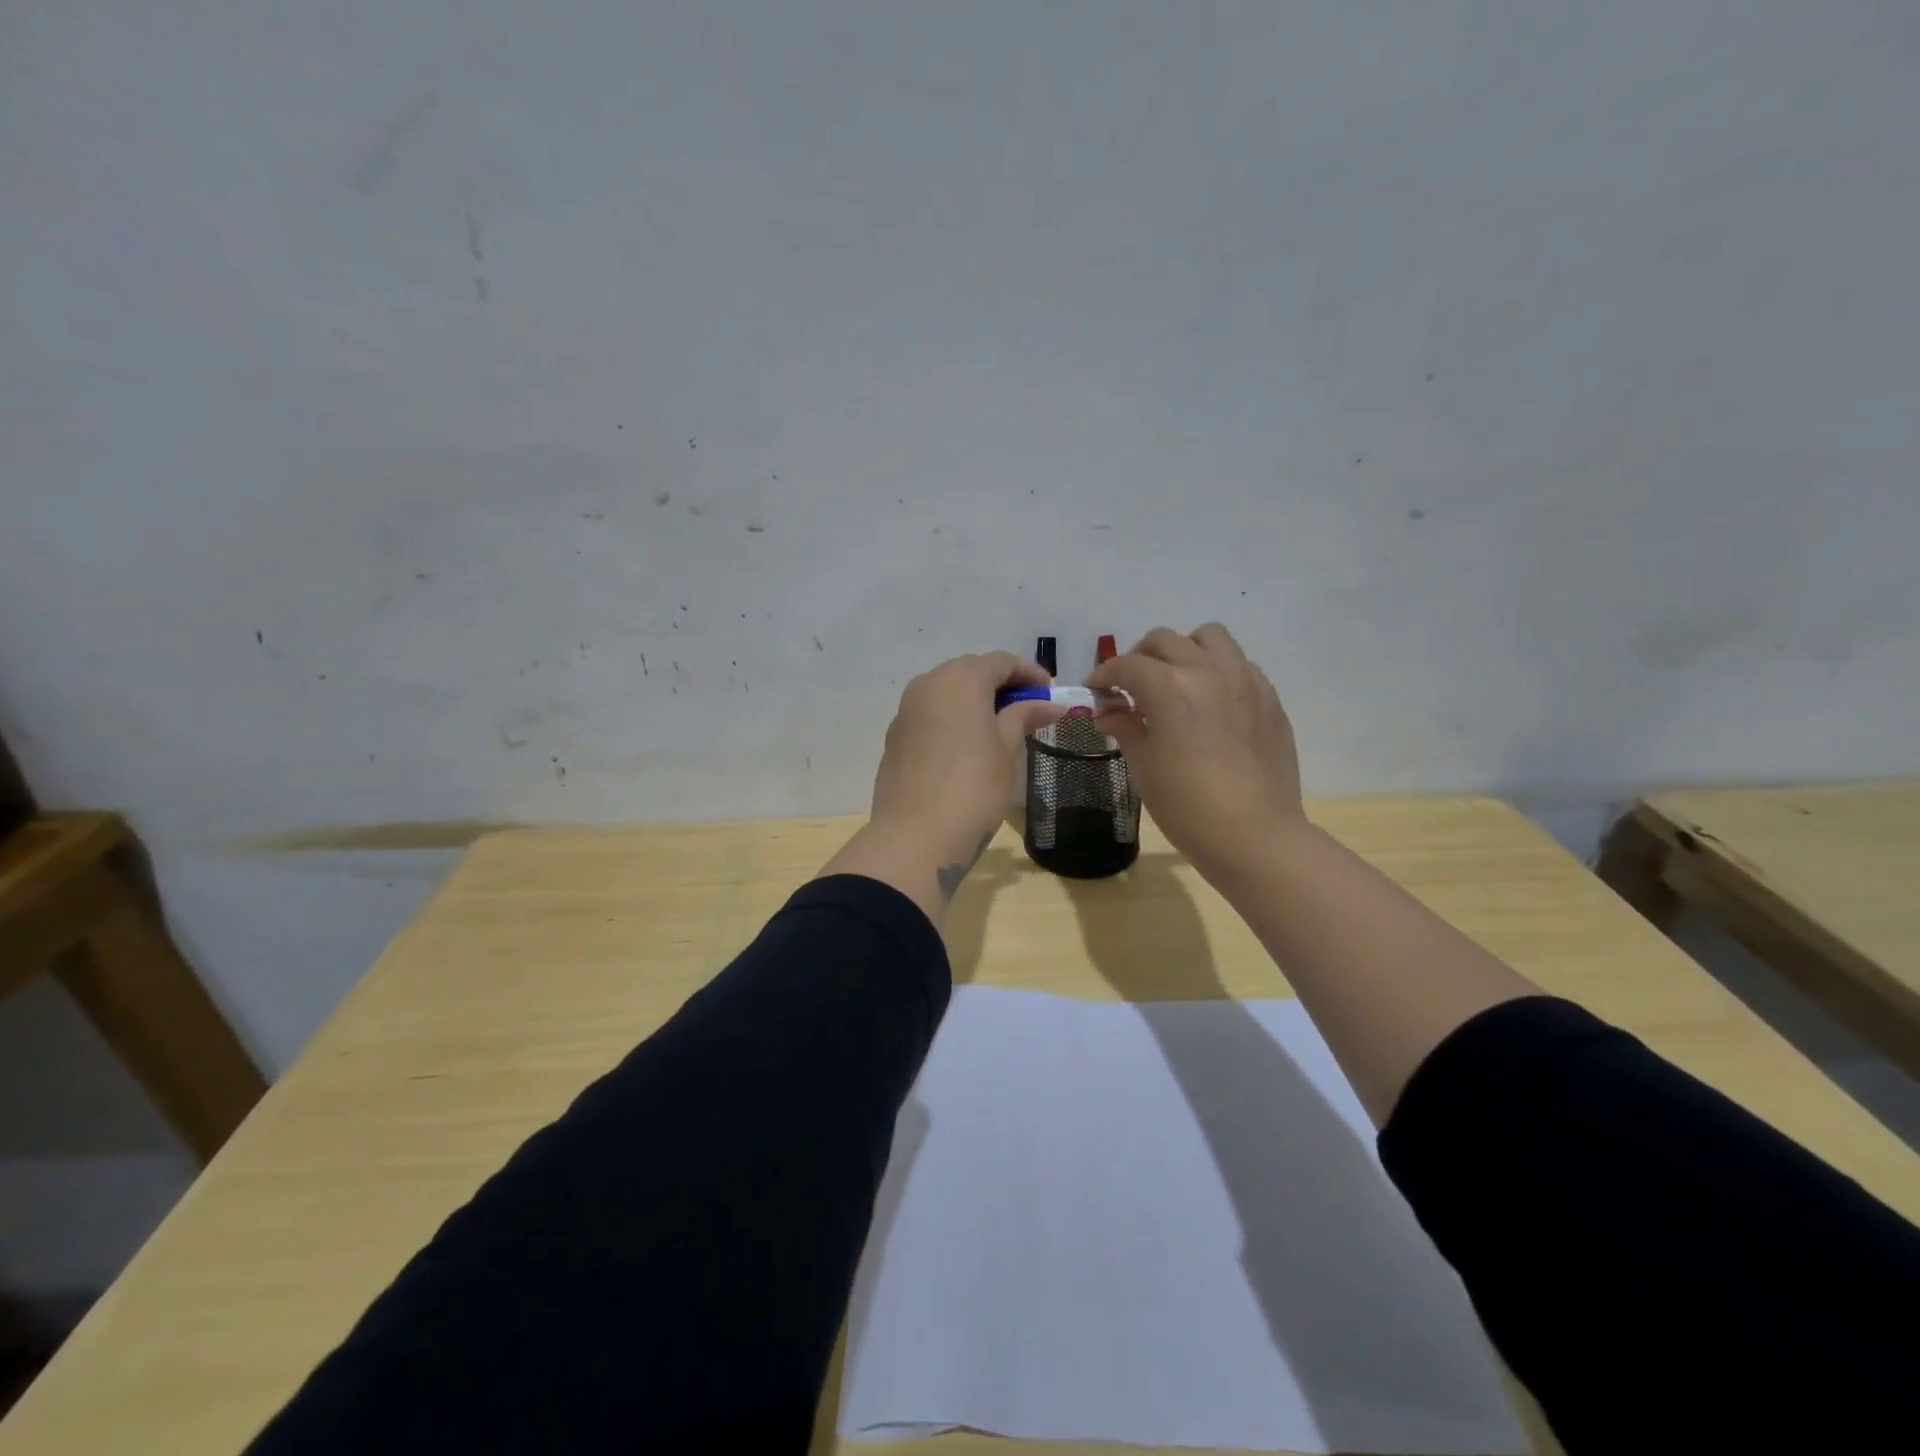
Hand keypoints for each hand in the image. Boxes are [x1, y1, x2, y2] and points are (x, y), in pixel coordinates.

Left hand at [871, 652, 1058, 870]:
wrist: (915, 836)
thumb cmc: (973, 787)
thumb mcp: (1006, 749)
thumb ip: (1024, 716)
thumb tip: (1048, 703)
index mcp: (960, 678)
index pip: (1000, 662)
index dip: (1029, 674)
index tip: (1050, 693)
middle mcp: (927, 684)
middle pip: (970, 672)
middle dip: (1001, 686)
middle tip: (1028, 709)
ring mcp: (906, 710)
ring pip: (947, 693)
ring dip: (974, 702)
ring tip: (1000, 728)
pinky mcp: (895, 737)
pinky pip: (930, 715)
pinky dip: (952, 720)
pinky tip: (968, 745)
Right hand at [1089, 624, 1305, 882]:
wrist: (1254, 835)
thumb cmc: (1186, 805)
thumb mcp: (1144, 767)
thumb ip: (1125, 728)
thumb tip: (1108, 713)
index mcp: (1169, 687)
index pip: (1126, 665)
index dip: (1104, 675)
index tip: (1095, 691)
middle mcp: (1208, 671)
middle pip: (1165, 641)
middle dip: (1139, 657)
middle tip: (1130, 686)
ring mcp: (1245, 681)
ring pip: (1210, 638)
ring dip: (1184, 650)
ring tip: (1175, 680)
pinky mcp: (1269, 699)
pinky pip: (1240, 665)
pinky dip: (1218, 671)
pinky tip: (1210, 703)